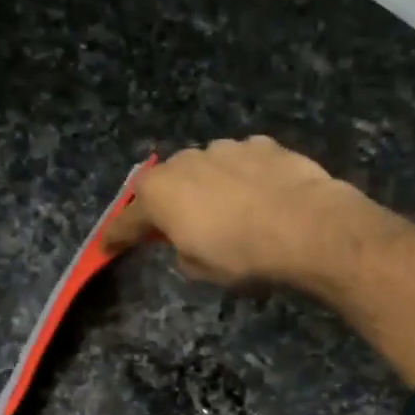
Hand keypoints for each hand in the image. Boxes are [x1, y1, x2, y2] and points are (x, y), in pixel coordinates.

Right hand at [105, 136, 361, 287]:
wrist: (306, 227)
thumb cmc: (242, 255)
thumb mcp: (201, 270)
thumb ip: (183, 252)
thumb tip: (187, 241)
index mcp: (159, 194)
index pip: (128, 220)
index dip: (117, 236)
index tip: (108, 246)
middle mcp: (185, 162)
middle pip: (167, 185)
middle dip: (169, 204)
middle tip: (179, 228)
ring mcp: (225, 148)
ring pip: (206, 168)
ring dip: (209, 188)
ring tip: (230, 213)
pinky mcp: (262, 144)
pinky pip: (242, 163)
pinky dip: (243, 178)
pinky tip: (260, 197)